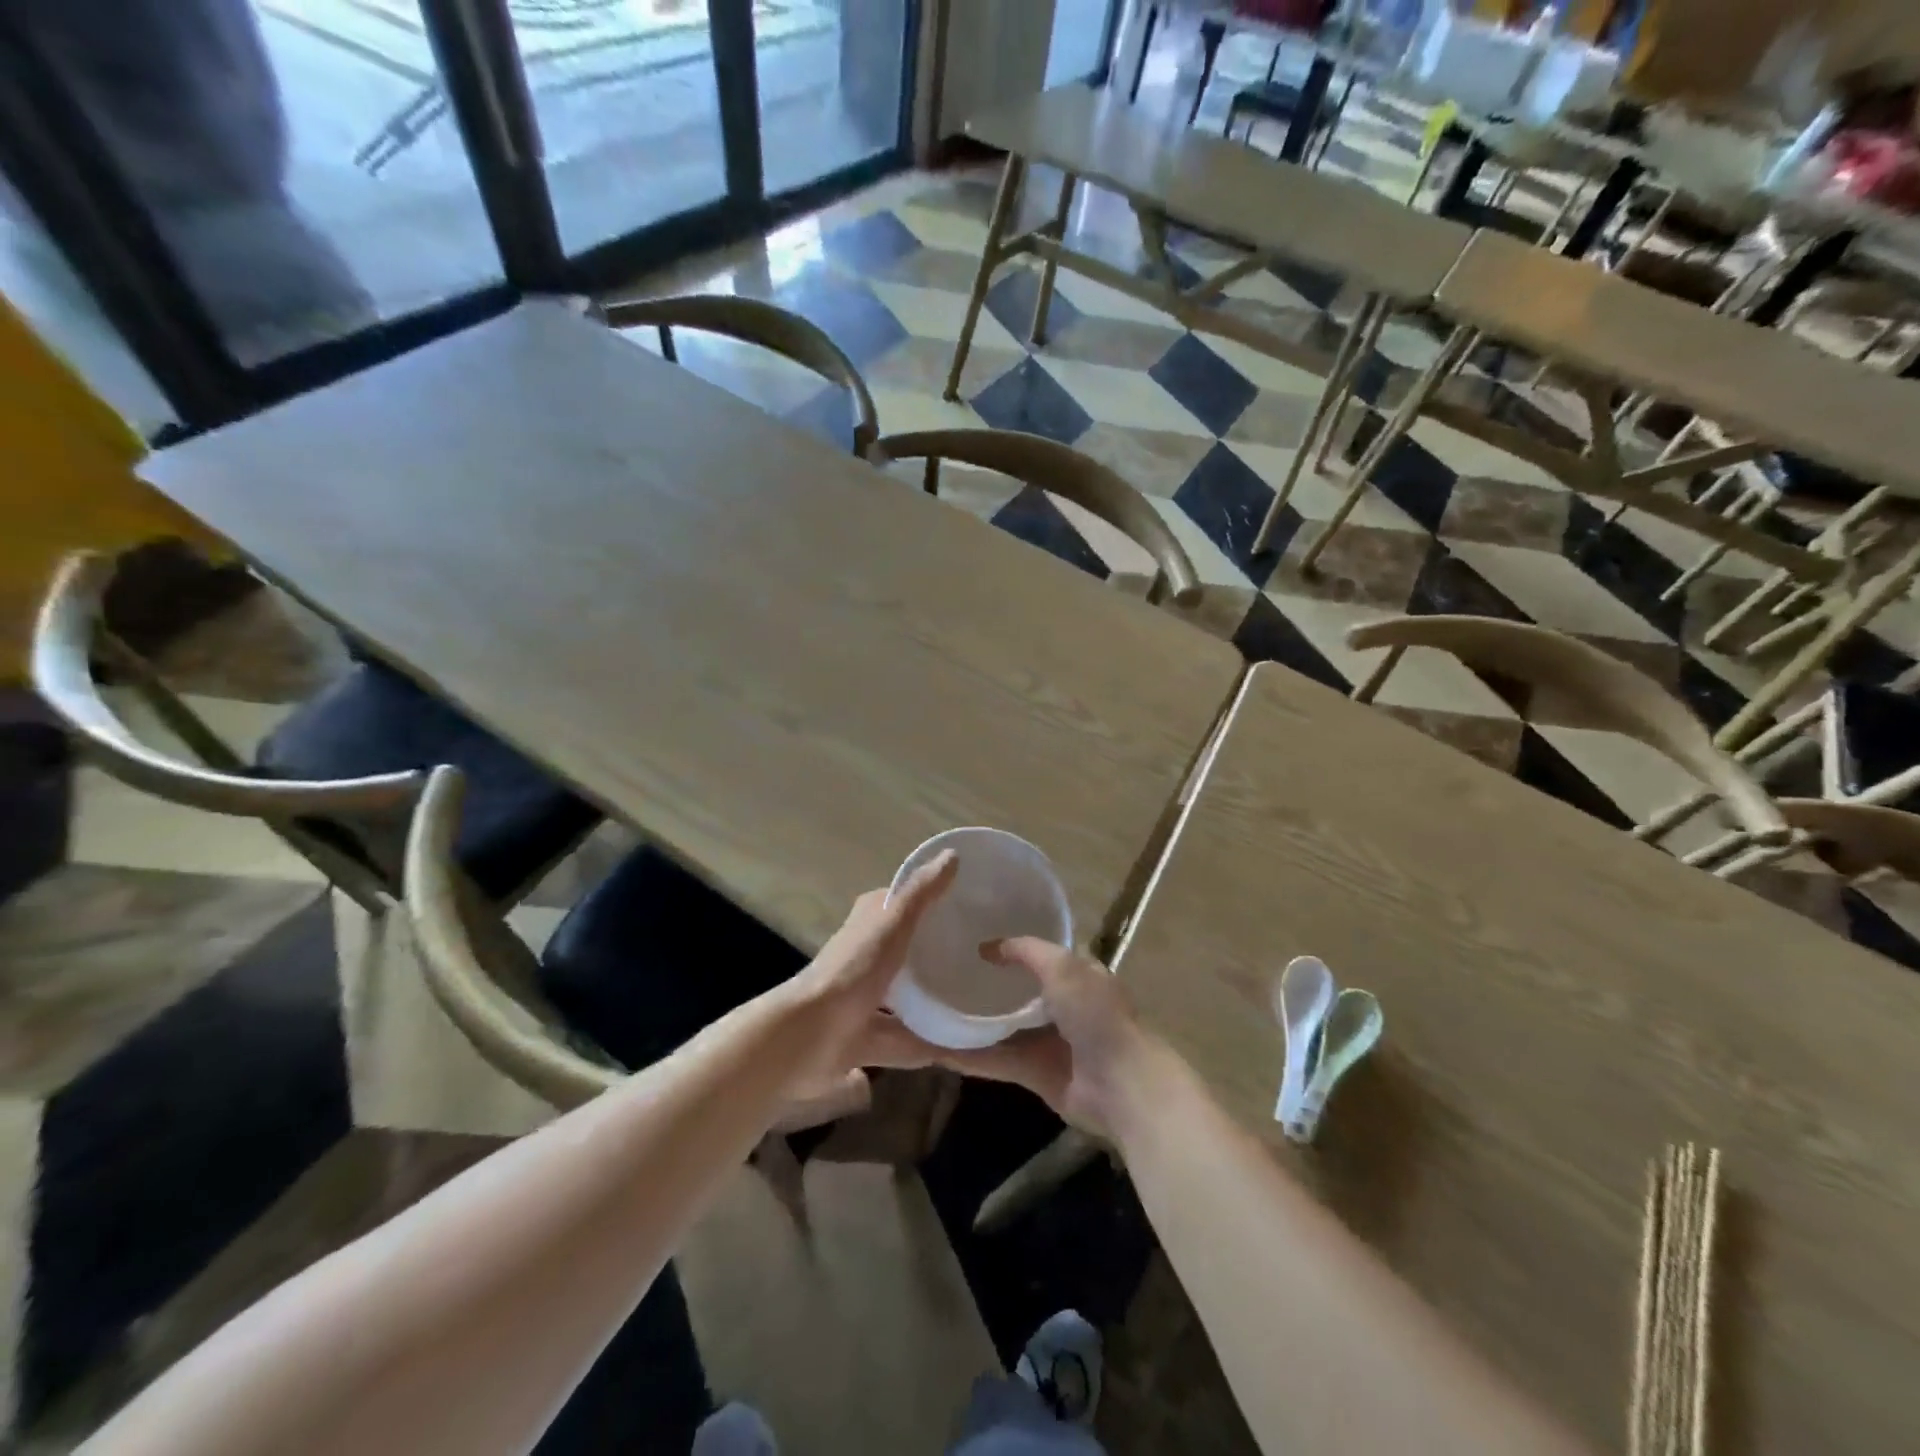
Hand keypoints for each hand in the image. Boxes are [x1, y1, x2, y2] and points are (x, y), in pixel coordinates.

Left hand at [772, 851, 957, 1117]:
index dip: (928, 900)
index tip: (966, 902)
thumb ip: (921, 893)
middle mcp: (865, 960)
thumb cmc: (853, 970)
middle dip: (936, 954)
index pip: (899, 905)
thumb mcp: (892, 923)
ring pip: (907, 1000)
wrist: (810, 1036)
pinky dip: (934, 1045)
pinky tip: (967, 1048)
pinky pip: (908, 1042)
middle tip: (980, 955)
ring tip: (981, 1004)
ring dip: (936, 1004)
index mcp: (867, 926)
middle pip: (905, 952)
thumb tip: (952, 855)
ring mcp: (865, 1003)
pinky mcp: (868, 1041)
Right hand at [938, 938, 1156, 1138]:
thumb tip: (989, 947)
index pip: (1038, 953)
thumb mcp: (1063, 967)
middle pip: (1016, 991)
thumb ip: (1026, 952)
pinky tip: (935, 1050)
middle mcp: (1060, 1005)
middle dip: (985, 984)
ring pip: (1001, 1027)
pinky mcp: (1034, 1073)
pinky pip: (996, 1060)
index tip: (972, 937)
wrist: (1119, 1084)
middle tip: (942, 971)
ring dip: (971, 1022)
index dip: (1010, 945)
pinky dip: (969, 1056)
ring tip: (930, 1010)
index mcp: (1075, 974)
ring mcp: (1046, 1040)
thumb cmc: (1095, 1014)